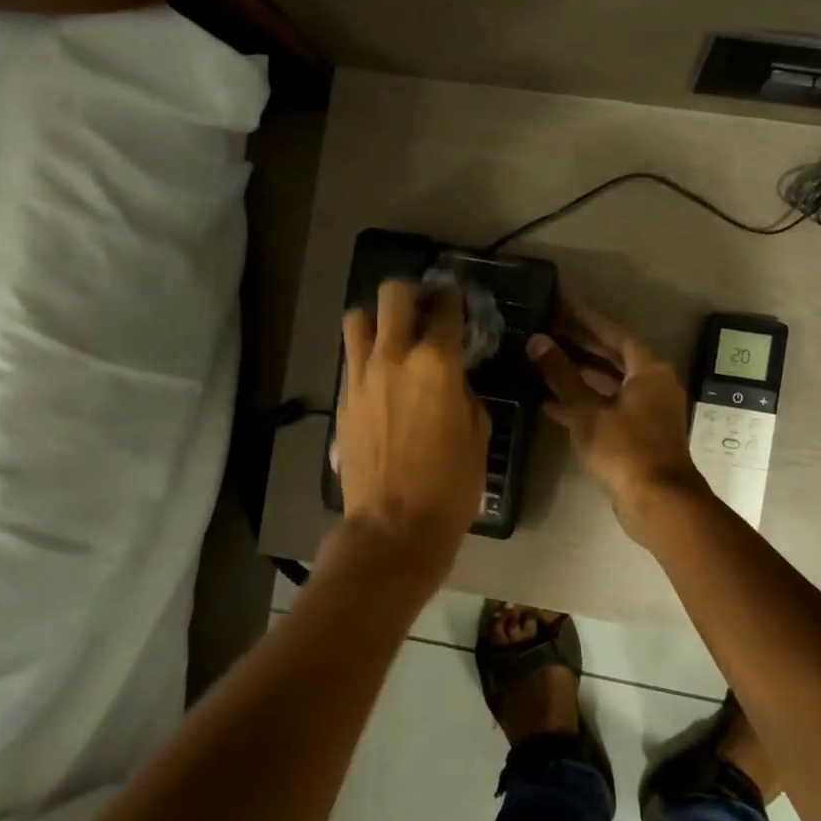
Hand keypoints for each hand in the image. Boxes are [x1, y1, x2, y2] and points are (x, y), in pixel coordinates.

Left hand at [336, 280, 490, 567]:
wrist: (393, 527)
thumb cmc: (450, 485)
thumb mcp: (478, 434)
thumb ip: (464, 392)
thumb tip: (452, 379)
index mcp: (436, 363)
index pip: (446, 309)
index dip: (454, 298)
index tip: (457, 300)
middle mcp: (394, 356)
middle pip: (393, 294)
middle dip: (411, 292)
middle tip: (424, 308)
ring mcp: (361, 376)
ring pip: (358, 318)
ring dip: (378, 318)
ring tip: (393, 336)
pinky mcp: (342, 399)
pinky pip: (351, 358)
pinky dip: (366, 354)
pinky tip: (381, 375)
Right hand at [527, 298, 709, 546]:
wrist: (658, 502)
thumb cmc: (625, 449)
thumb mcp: (587, 410)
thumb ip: (561, 374)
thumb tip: (537, 341)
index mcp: (648, 369)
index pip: (612, 331)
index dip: (584, 316)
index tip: (559, 300)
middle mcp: (652, 383)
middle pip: (611, 354)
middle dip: (578, 341)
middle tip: (545, 326)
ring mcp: (646, 409)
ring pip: (607, 381)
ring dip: (578, 372)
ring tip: (542, 358)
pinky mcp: (637, 432)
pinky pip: (606, 405)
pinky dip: (582, 401)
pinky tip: (548, 401)